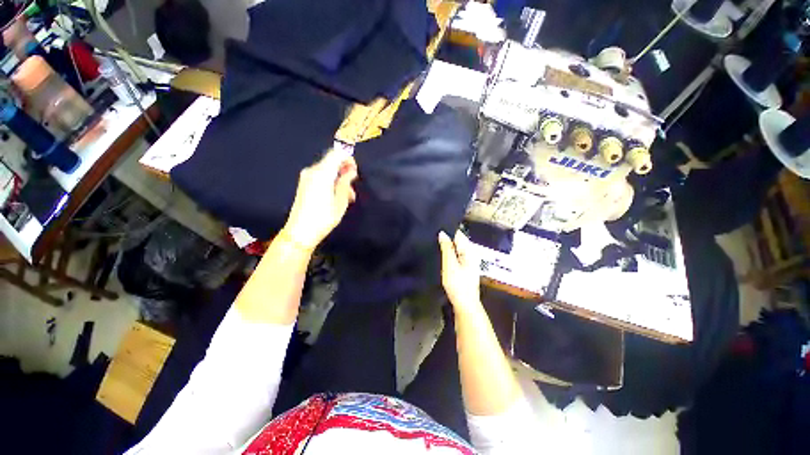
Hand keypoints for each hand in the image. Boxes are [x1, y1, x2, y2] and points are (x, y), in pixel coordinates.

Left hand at [281, 147, 357, 250]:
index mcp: (322, 173)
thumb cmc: (324, 217)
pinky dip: (331, 182)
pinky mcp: (304, 184)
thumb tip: (350, 171)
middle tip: (353, 187)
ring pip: (328, 170)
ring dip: (339, 179)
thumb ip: (346, 182)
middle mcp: (312, 171)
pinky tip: (337, 196)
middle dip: (345, 171)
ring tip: (348, 196)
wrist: (300, 232)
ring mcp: (307, 177)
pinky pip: (321, 177)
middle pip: (332, 161)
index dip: (348, 159)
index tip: (355, 172)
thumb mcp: (340, 201)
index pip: (337, 154)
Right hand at [439, 230, 481, 311]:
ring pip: (456, 248)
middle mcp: (471, 253)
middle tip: (431, 236)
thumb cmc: (457, 284)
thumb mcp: (450, 265)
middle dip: (446, 238)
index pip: (458, 234)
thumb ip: (446, 248)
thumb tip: (442, 232)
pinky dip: (449, 254)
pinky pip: (456, 255)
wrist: (465, 305)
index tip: (435, 229)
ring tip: (433, 243)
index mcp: (469, 250)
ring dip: (446, 246)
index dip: (447, 230)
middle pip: (457, 240)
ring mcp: (468, 260)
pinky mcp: (465, 267)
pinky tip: (440, 254)